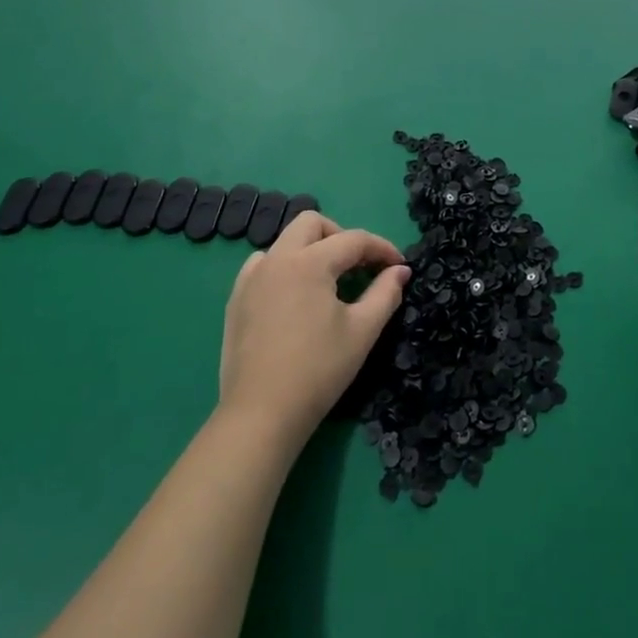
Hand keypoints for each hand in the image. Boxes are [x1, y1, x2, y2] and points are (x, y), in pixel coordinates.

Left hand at [218, 210, 409, 442]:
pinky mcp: (237, 299)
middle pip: (312, 223)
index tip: (399, 265)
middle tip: (359, 266)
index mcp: (309, 263)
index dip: (381, 248)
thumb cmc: (319, 370)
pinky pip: (263, 265)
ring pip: (285, 241)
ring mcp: (251, 278)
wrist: (262, 414)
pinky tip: (295, 295)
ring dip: (311, 249)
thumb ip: (385, 293)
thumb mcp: (362, 331)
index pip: (353, 239)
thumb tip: (400, 270)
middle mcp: (277, 259)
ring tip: (328, 281)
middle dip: (341, 236)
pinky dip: (284, 267)